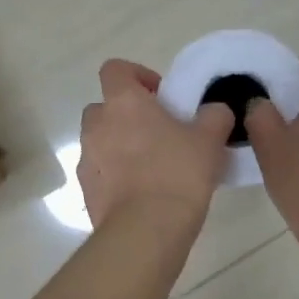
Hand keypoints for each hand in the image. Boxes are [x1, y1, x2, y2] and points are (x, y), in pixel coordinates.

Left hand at [79, 59, 232, 230]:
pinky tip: (141, 193)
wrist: (145, 230)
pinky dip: (115, 175)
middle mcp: (96, 125)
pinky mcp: (85, 190)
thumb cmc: (178, 173)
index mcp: (123, 102)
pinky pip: (100, 172)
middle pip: (105, 107)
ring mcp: (86, 158)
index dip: (137, 76)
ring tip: (152, 167)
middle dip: (127, 115)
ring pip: (100, 141)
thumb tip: (214, 110)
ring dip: (120, 146)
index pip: (115, 69)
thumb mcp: (209, 140)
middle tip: (158, 132)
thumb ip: (213, 116)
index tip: (160, 96)